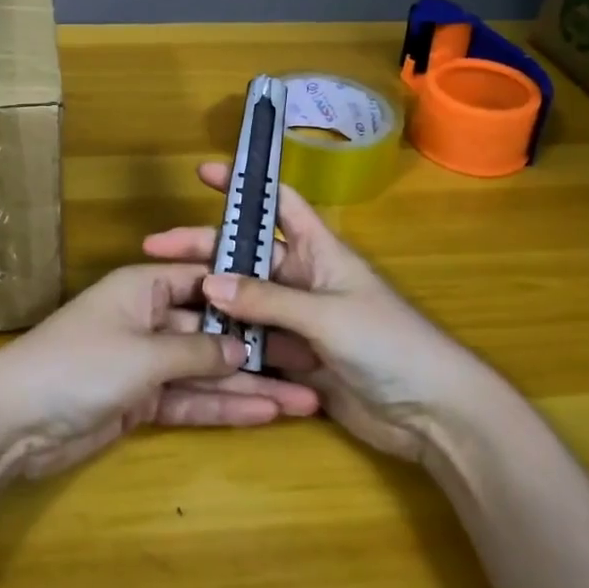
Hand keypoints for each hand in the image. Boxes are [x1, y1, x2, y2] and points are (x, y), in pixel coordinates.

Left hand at [0, 264, 319, 480]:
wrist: (14, 422)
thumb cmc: (80, 365)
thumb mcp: (145, 353)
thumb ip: (197, 353)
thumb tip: (242, 350)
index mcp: (145, 288)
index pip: (204, 282)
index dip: (246, 294)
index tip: (293, 305)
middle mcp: (148, 319)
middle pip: (212, 332)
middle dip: (257, 351)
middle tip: (311, 367)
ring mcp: (145, 363)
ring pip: (205, 372)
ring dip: (248, 387)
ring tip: (305, 401)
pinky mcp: (139, 402)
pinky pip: (188, 401)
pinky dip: (221, 409)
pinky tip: (264, 415)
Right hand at [143, 164, 485, 460]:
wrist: (433, 413)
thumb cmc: (389, 343)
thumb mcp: (327, 314)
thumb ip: (268, 300)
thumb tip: (209, 283)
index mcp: (320, 250)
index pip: (278, 203)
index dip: (244, 184)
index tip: (204, 173)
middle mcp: (305, 279)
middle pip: (247, 255)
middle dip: (204, 250)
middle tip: (155, 249)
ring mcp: (299, 321)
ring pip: (245, 302)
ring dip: (211, 301)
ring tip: (165, 301)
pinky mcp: (297, 359)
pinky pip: (255, 344)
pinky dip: (229, 343)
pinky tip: (194, 345)